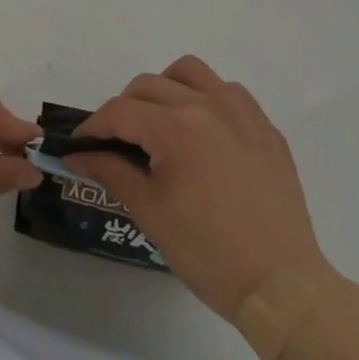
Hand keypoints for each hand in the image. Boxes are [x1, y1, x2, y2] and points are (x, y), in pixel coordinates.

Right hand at [64, 55, 332, 321]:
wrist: (282, 286)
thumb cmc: (208, 252)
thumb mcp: (150, 212)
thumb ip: (110, 171)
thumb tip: (77, 155)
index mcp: (176, 128)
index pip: (119, 111)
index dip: (93, 127)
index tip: (80, 145)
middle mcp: (208, 106)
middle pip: (149, 85)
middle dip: (124, 109)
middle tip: (118, 143)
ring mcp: (242, 112)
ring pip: (190, 72)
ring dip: (165, 89)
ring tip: (160, 124)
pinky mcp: (266, 127)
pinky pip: (227, 91)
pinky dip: (205, 98)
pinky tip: (202, 133)